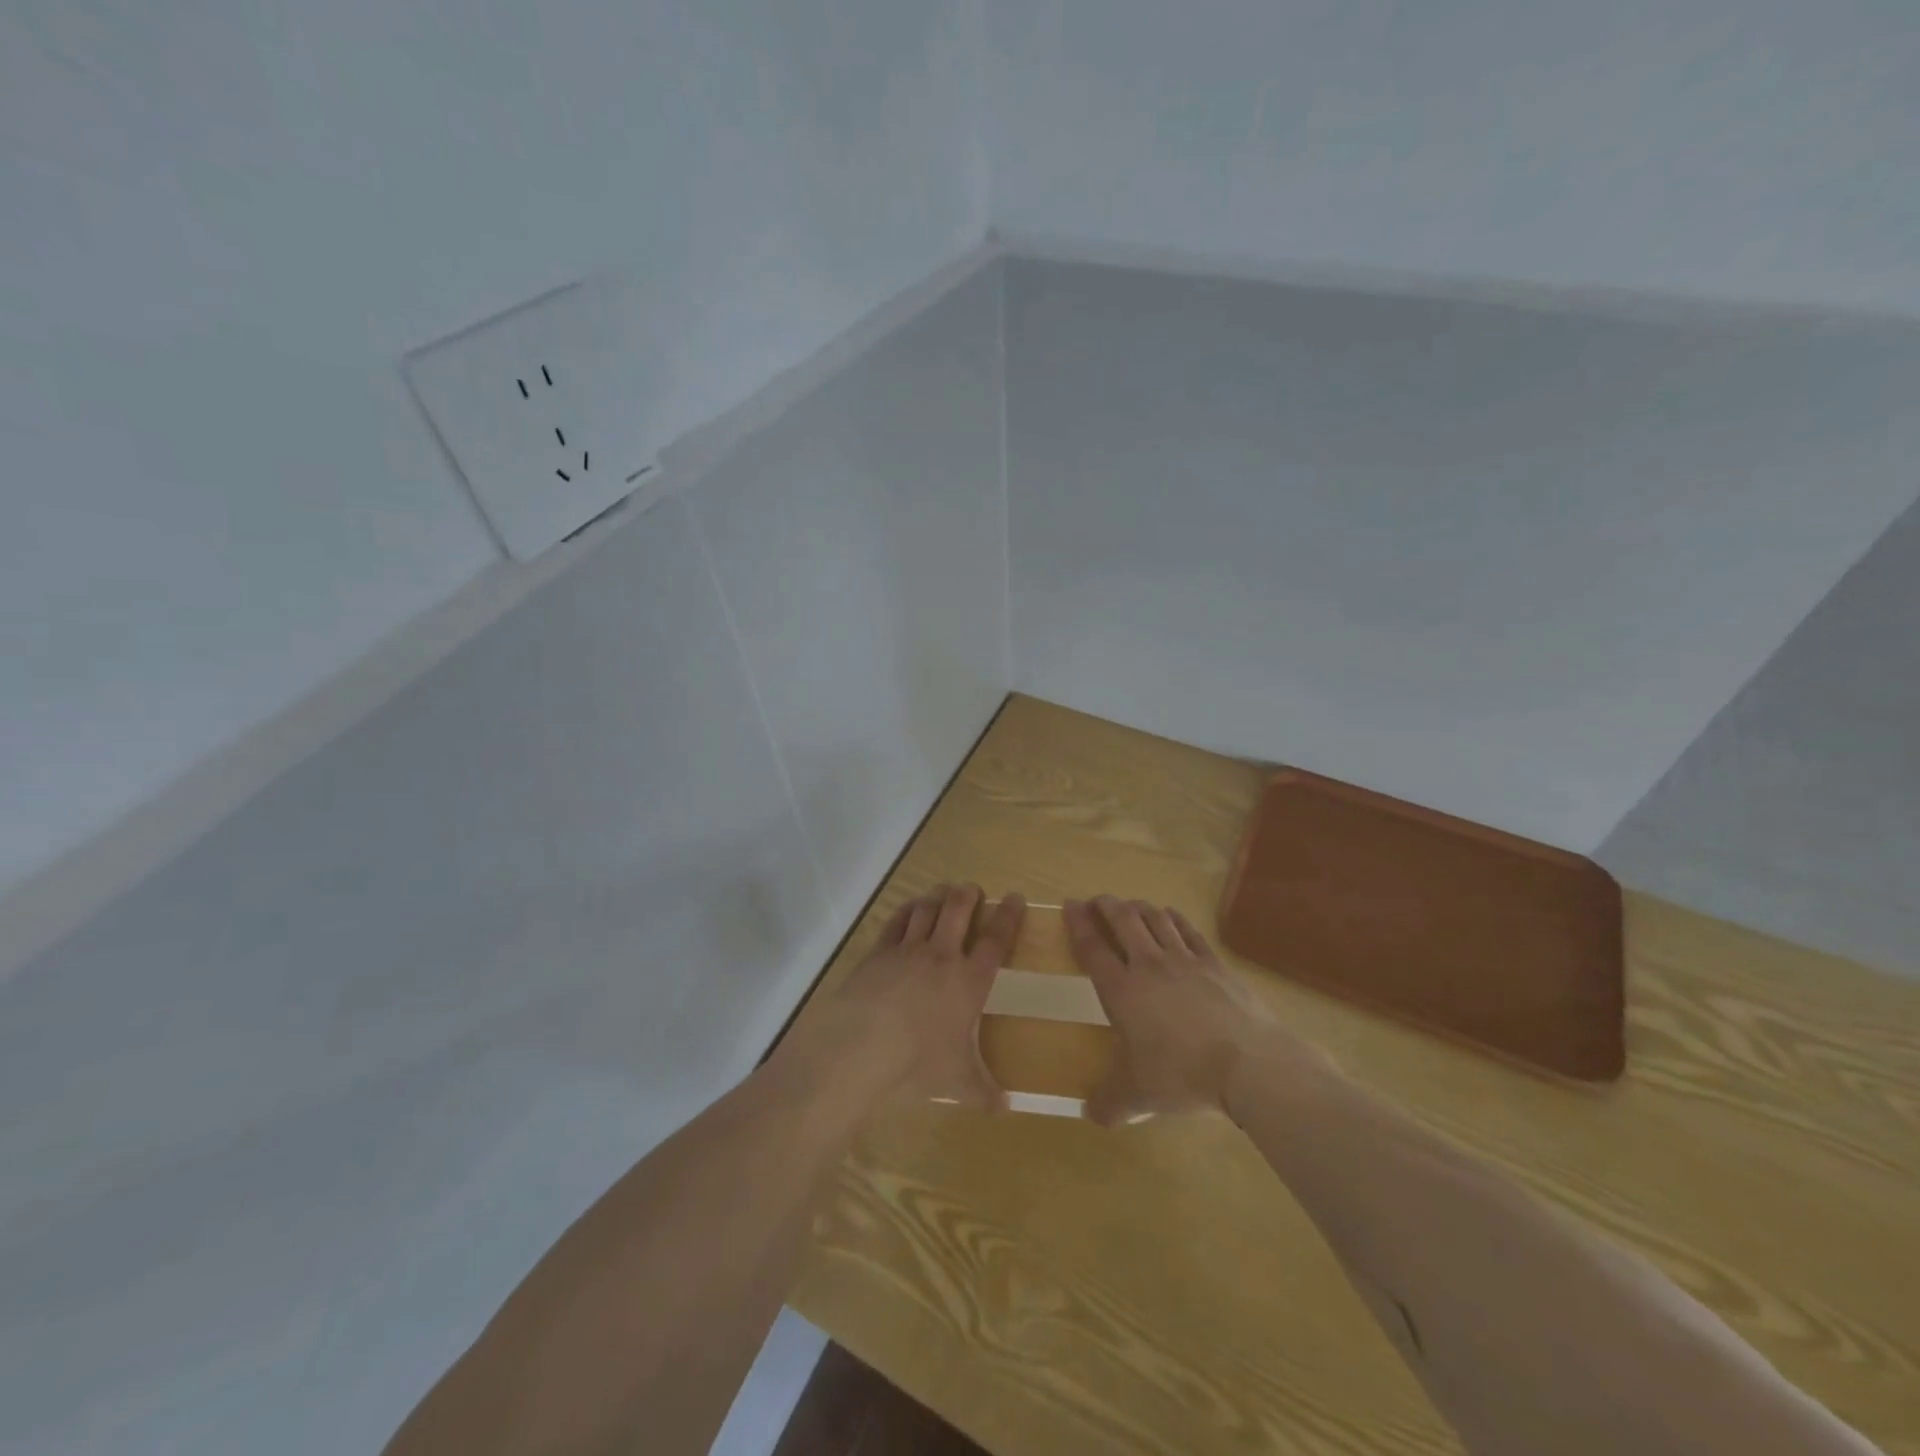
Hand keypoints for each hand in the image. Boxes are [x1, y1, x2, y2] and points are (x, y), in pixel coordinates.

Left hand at [800, 884, 1024, 1109]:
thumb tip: (1006, 1109)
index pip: (996, 940)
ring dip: (938, 896)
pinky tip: (909, 907)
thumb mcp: (958, 1081)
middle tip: (973, 889)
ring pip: (927, 909)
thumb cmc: (919, 1061)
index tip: (1016, 898)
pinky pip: (896, 921)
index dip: (1008, 916)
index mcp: (969, 980)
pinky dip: (906, 910)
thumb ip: (983, 1091)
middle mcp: (942, 956)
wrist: (864, 1043)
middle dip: (969, 895)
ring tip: (943, 891)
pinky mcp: (879, 952)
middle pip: (959, 910)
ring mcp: (908, 949)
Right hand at [1064, 895, 1326, 1123]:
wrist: (1248, 1064)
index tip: (1069, 905)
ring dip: (1138, 907)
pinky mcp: (1214, 963)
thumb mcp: (1139, 1097)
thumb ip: (1110, 1103)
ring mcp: (1184, 960)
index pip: (1093, 947)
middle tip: (1097, 902)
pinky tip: (1170, 916)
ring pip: (1155, 918)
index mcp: (1122, 991)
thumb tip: (1089, 1115)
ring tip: (1130, 906)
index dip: (1078, 923)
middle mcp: (1149, 965)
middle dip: (1106, 905)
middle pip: (1123, 920)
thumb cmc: (1182, 1076)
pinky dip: (1174, 918)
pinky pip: (1188, 930)